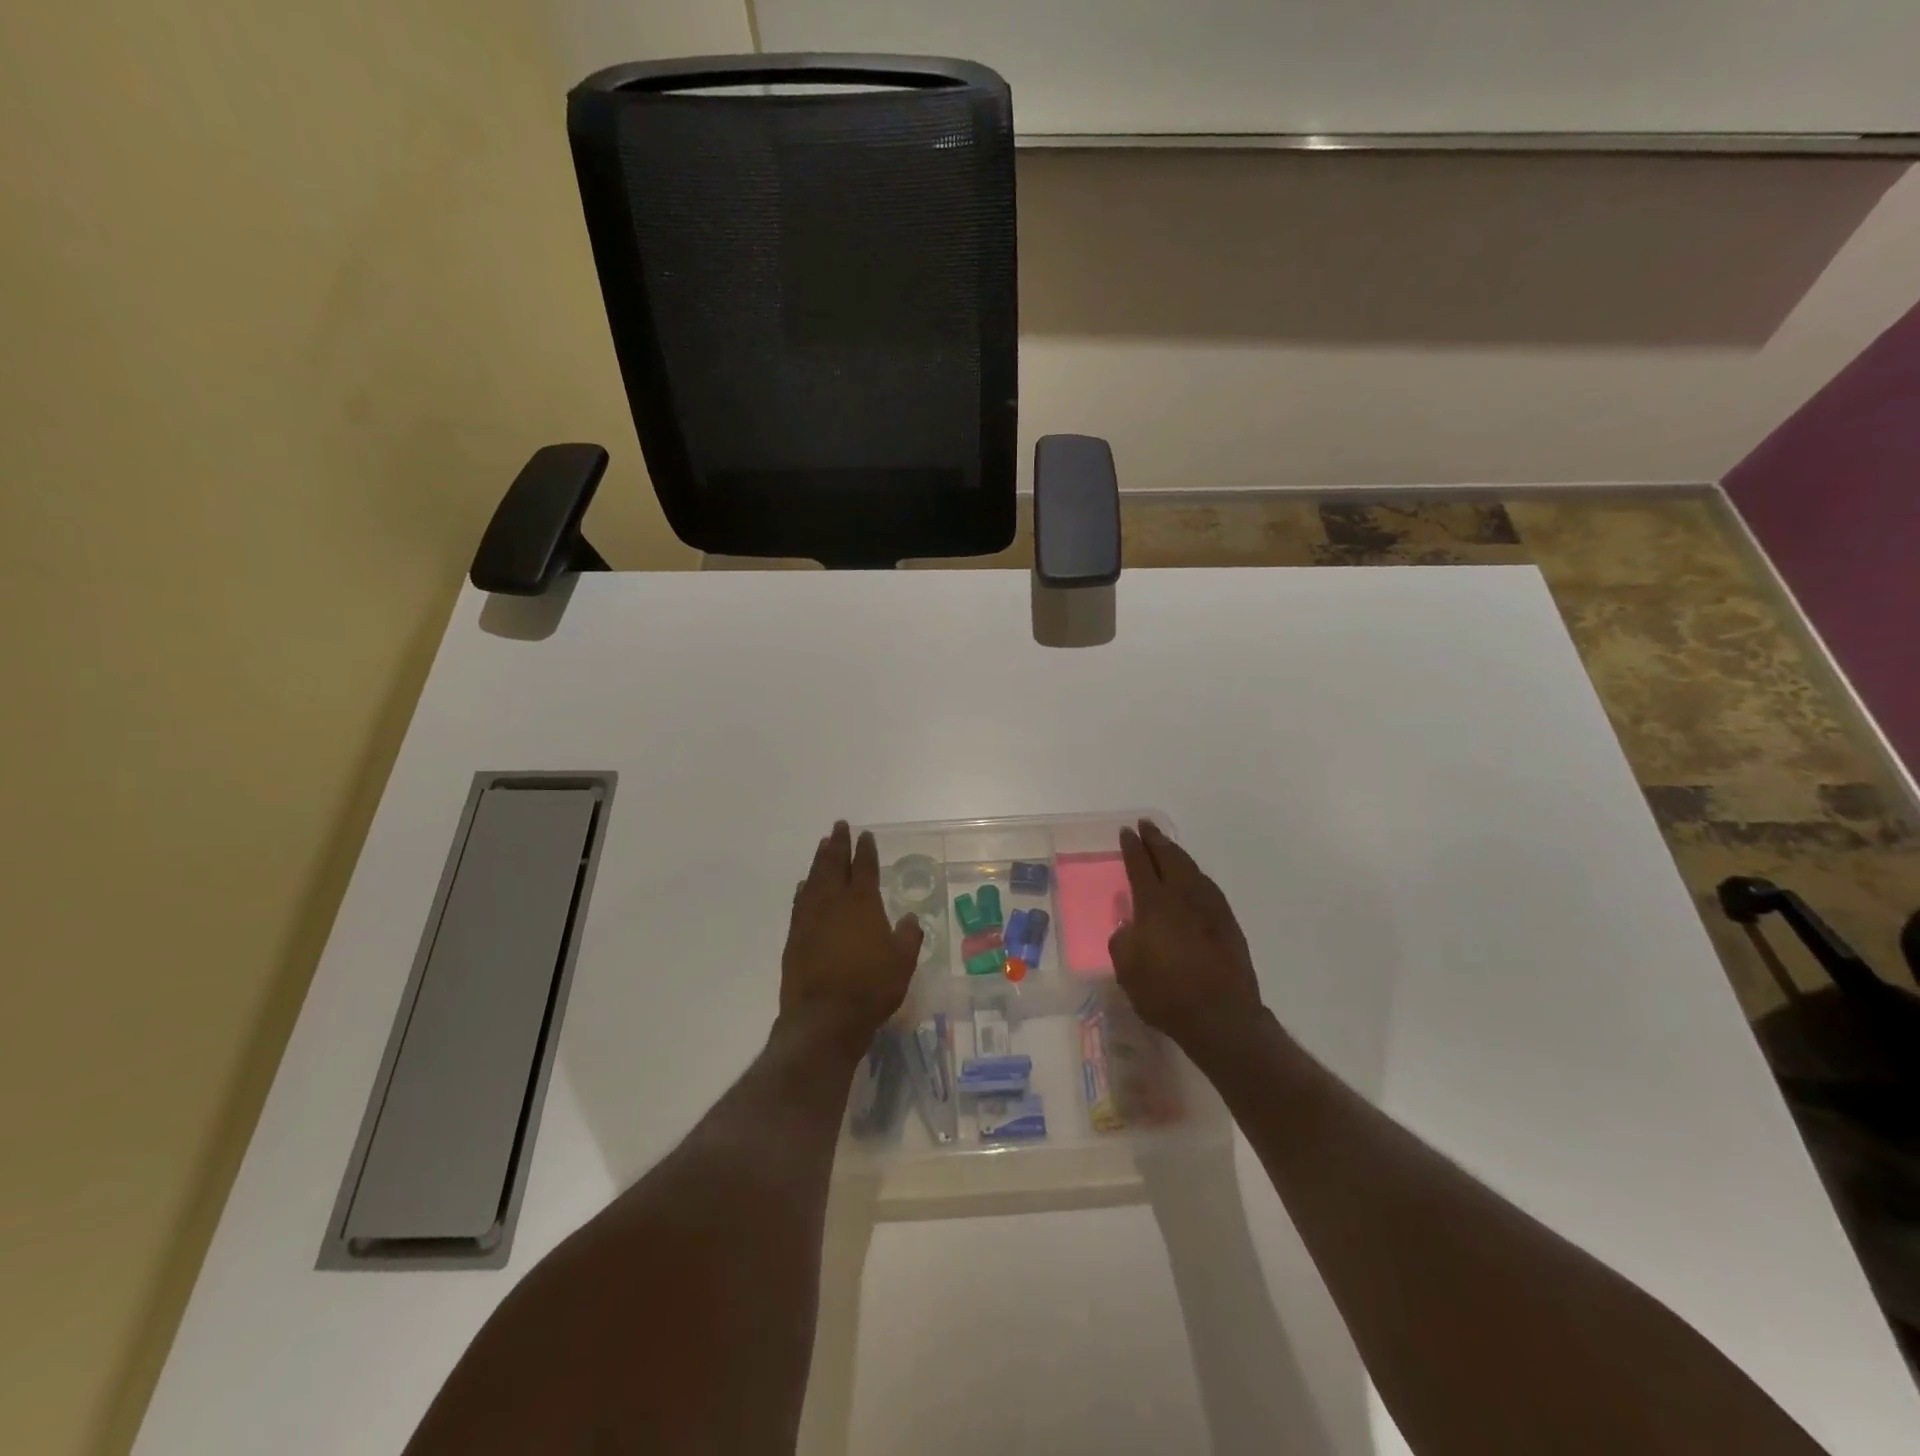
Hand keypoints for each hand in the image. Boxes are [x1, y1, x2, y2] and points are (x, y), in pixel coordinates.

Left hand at [781, 821, 923, 1046]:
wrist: (823, 1018)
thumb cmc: (870, 988)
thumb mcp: (903, 963)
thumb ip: (908, 937)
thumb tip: (911, 919)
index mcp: (862, 903)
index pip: (864, 867)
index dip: (865, 850)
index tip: (865, 835)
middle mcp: (833, 903)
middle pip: (834, 864)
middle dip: (838, 844)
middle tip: (839, 826)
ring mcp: (810, 918)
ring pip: (814, 879)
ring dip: (819, 860)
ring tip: (822, 845)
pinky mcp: (795, 936)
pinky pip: (800, 902)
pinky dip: (804, 889)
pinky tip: (804, 885)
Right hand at [1109, 820, 1264, 1050]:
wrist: (1222, 1017)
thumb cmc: (1166, 995)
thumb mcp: (1127, 971)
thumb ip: (1123, 941)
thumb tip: (1129, 926)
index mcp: (1154, 904)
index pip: (1140, 865)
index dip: (1132, 847)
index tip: (1126, 832)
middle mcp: (1183, 897)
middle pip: (1169, 858)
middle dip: (1156, 840)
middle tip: (1146, 826)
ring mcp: (1210, 907)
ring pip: (1191, 869)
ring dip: (1177, 854)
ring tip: (1167, 846)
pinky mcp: (1228, 923)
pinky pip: (1207, 886)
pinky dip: (1195, 875)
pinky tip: (1193, 878)